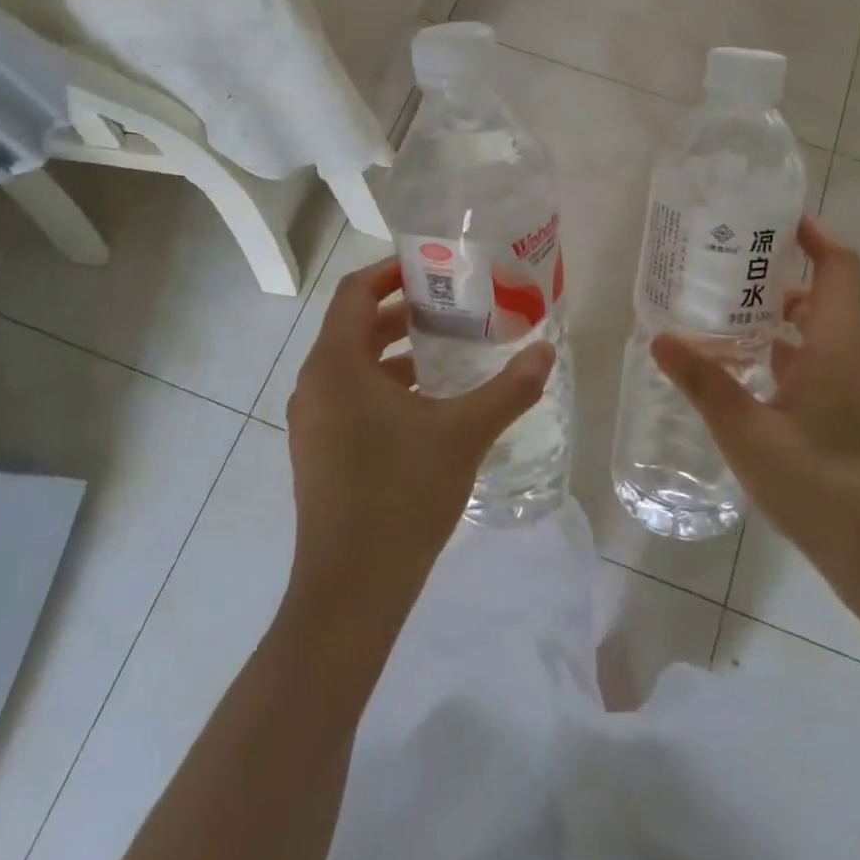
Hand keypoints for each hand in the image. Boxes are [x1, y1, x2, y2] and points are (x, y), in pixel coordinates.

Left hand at [284, 256, 554, 624]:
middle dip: (401, 309)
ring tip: (446, 348)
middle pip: (353, 325)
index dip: (390, 271)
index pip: (355, 292)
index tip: (432, 267)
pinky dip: (383, 383)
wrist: (350, 592)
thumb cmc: (401, 497)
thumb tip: (547, 352)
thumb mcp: (464, 435)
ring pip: (351, 363)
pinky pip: (348, 396)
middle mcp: (315, 384)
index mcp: (337, 365)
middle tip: (451, 304)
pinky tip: (426, 403)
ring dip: (394, 349)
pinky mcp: (318, 451)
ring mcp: (312, 421)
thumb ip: (508, 389)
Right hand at [652, 217, 859, 615]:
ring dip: (771, 314)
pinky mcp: (839, 416)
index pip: (838, 265)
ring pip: (810, 331)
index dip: (812, 232)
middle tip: (720, 260)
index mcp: (836, 344)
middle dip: (776, 270)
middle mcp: (845, 355)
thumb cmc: (828, 489)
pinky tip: (733, 369)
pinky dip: (773, 353)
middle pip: (820, 292)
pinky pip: (805, 364)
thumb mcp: (752, 436)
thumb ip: (705, 384)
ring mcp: (845, 388)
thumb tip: (660, 336)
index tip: (769, 215)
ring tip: (715, 307)